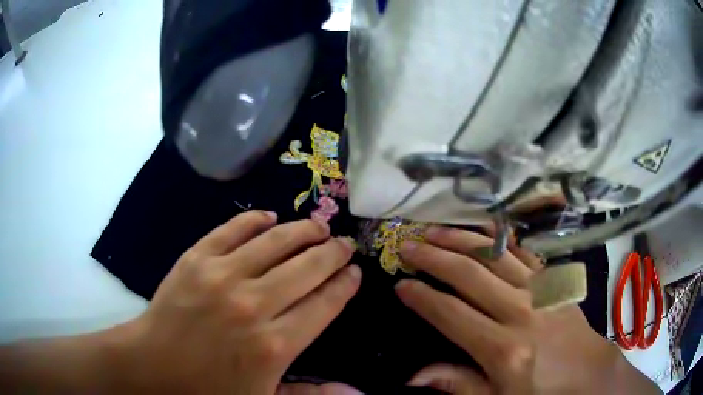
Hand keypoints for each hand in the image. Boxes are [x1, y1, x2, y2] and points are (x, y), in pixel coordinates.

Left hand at [112, 211, 361, 393]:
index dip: (344, 285)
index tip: (355, 272)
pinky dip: (253, 219)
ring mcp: (221, 276)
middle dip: (332, 253)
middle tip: (345, 244)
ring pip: (274, 242)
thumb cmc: (209, 390)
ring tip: (318, 226)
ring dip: (302, 230)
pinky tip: (269, 216)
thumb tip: (357, 391)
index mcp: (274, 345)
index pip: (323, 304)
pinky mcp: (195, 259)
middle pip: (306, 268)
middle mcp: (253, 305)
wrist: (153, 366)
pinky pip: (231, 229)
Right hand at [396, 227, 659, 394]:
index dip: (422, 297)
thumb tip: (413, 376)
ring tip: (435, 230)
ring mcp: (540, 289)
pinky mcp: (553, 281)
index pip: (451, 314)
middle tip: (406, 245)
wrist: (587, 372)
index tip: (400, 285)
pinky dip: (501, 238)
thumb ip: (457, 384)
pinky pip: (524, 251)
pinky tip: (484, 230)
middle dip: (433, 257)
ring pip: (495, 254)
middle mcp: (521, 311)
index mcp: (504, 348)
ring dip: (462, 238)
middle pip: (470, 274)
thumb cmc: (541, 391)